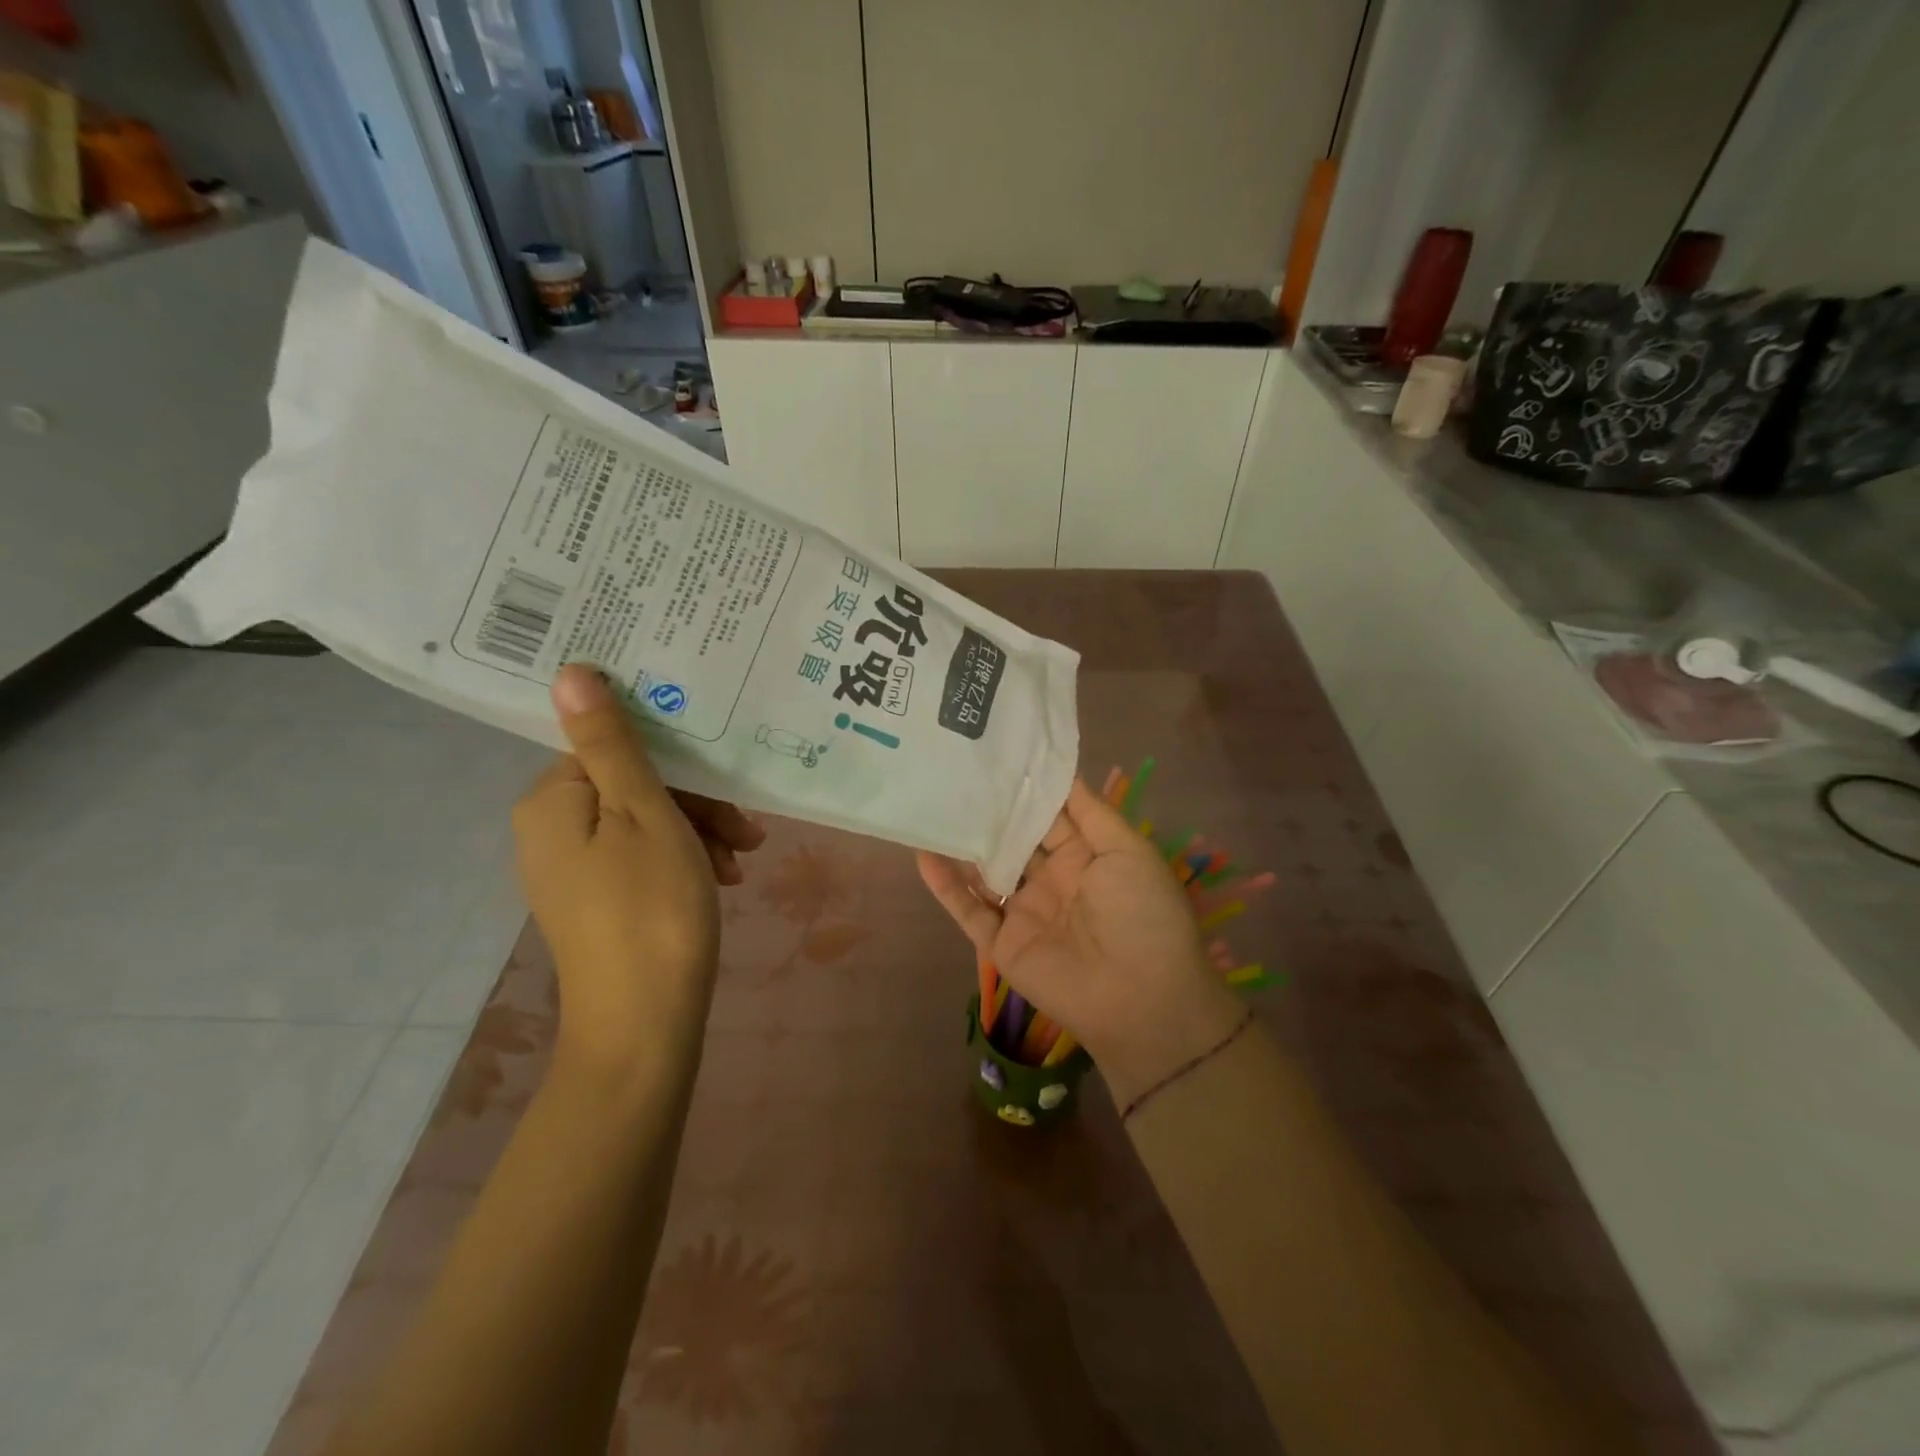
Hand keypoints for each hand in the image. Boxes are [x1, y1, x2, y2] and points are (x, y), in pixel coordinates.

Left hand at [513, 665, 764, 1070]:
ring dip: (702, 830)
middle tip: (748, 830)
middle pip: (634, 783)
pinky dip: (687, 858)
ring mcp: (574, 867)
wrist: (644, 1024)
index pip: (613, 747)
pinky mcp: (599, 899)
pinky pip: (645, 855)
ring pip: (647, 820)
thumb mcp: (643, 813)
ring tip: (744, 858)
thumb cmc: (651, 907)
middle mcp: (551, 829)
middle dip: (699, 801)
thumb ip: (612, 743)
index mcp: (551, 801)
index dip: (676, 757)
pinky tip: (725, 879)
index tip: (727, 778)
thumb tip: (569, 670)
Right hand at [918, 779, 1242, 1106]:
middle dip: (988, 811)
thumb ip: (1091, 813)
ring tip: (931, 805)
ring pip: (984, 872)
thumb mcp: (1128, 851)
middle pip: (1012, 840)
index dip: (1024, 788)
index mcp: (1084, 856)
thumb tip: (1062, 772)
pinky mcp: (1002, 943)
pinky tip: (923, 854)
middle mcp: (1050, 879)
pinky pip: (969, 910)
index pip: (1047, 814)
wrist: (1142, 999)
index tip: (995, 752)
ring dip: (961, 845)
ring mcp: (1024, 912)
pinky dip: (945, 886)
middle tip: (952, 771)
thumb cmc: (1142, 914)